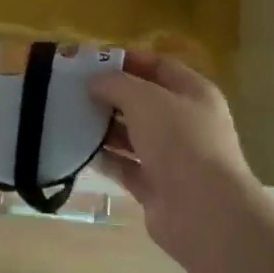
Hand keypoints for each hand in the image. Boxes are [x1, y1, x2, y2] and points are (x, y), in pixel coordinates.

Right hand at [89, 51, 267, 271]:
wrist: (203, 211)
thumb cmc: (180, 141)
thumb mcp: (145, 99)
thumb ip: (116, 84)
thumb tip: (95, 81)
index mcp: (194, 93)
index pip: (159, 66)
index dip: (127, 60)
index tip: (92, 61)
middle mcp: (186, 122)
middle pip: (143, 102)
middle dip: (111, 95)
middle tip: (74, 90)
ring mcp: (172, 157)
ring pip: (133, 135)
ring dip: (105, 127)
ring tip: (70, 117)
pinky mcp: (156, 187)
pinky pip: (126, 166)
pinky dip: (105, 158)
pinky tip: (79, 150)